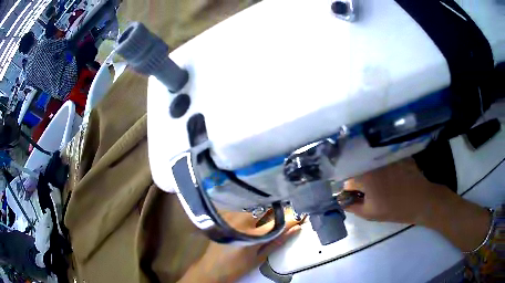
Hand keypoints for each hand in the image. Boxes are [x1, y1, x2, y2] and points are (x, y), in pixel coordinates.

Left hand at [180, 210, 300, 282]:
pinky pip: (244, 209)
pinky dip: (253, 212)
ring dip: (265, 212)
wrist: (210, 268)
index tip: (302, 216)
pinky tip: (255, 219)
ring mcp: (231, 217)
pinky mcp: (225, 216)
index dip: (292, 218)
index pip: (279, 221)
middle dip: (278, 212)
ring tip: (270, 218)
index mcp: (253, 235)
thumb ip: (278, 241)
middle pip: (266, 210)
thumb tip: (296, 228)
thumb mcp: (259, 258)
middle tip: (286, 215)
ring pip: (255, 208)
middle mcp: (242, 221)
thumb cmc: (236, 267)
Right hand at [344, 157, 490, 251]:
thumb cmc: (395, 209)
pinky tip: (391, 176)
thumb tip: (342, 200)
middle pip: (358, 168)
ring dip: (371, 172)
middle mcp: (373, 160)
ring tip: (381, 184)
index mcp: (364, 175)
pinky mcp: (396, 153)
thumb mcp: (369, 213)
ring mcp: (385, 154)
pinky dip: (383, 166)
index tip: (357, 196)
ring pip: (371, 162)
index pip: (346, 180)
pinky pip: (383, 159)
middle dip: (359, 180)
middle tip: (369, 192)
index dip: (351, 190)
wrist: (421, 200)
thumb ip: (351, 206)